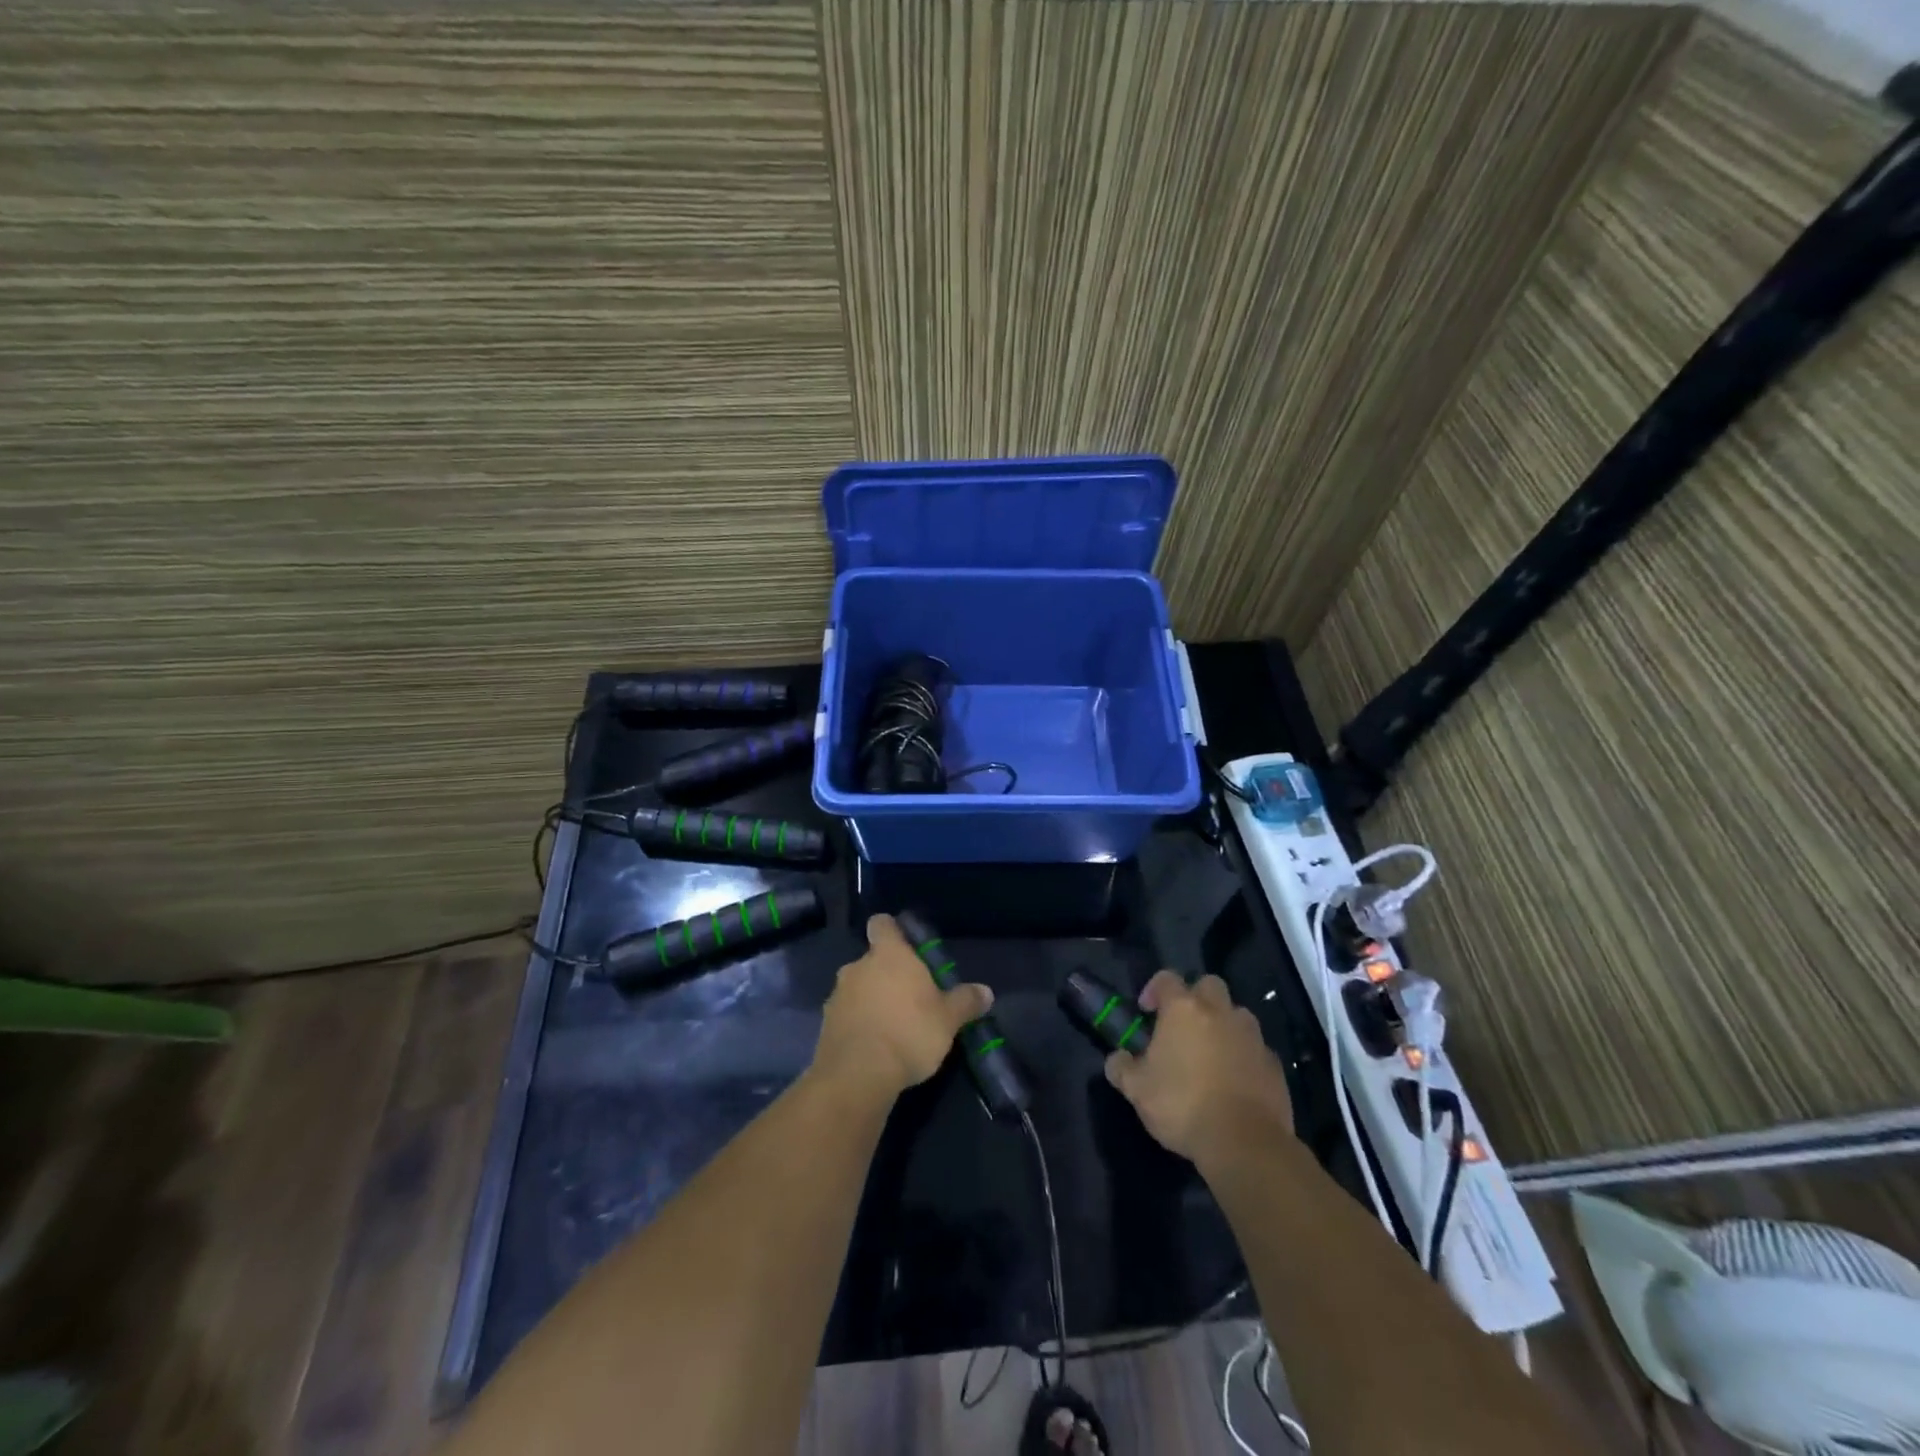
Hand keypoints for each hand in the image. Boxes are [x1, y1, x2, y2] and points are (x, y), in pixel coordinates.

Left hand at [812, 914, 993, 1099]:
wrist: (858, 1075)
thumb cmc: (909, 1033)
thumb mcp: (948, 1019)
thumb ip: (965, 1002)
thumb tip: (986, 992)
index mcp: (889, 954)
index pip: (882, 924)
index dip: (892, 931)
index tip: (905, 947)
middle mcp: (858, 966)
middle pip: (872, 960)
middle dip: (887, 975)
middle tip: (909, 998)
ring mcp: (837, 995)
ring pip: (857, 988)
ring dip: (871, 1000)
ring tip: (892, 1027)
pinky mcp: (825, 1025)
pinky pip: (846, 1015)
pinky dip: (858, 1024)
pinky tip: (874, 1046)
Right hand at [1104, 972, 1292, 1165]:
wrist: (1244, 1143)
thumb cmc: (1182, 1105)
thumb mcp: (1137, 1090)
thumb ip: (1122, 1068)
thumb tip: (1118, 1059)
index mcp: (1184, 1009)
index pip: (1167, 978)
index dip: (1154, 989)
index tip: (1146, 1011)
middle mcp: (1220, 1012)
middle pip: (1209, 985)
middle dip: (1195, 997)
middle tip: (1182, 1025)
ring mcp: (1252, 1037)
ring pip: (1237, 1014)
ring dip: (1223, 1025)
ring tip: (1210, 1053)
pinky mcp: (1274, 1064)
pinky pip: (1255, 1048)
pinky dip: (1244, 1055)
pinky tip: (1234, 1080)